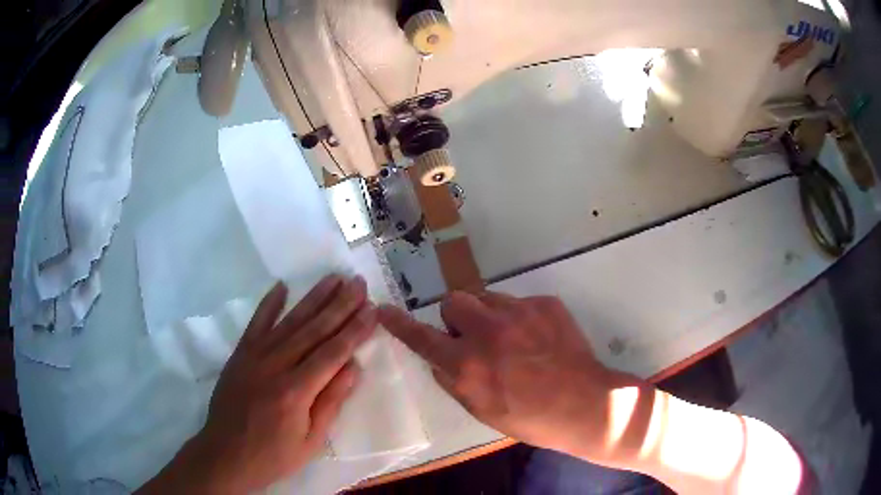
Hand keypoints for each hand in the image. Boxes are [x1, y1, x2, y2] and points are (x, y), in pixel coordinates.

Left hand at [140, 275, 376, 493]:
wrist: (226, 454)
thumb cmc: (273, 455)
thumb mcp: (311, 441)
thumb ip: (331, 402)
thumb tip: (353, 367)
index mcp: (296, 391)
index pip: (333, 353)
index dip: (355, 330)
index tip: (372, 309)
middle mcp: (275, 366)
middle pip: (313, 330)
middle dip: (339, 305)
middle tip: (358, 283)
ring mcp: (254, 356)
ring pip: (289, 321)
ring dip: (313, 298)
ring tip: (334, 278)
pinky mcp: (240, 354)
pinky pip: (256, 323)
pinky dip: (269, 303)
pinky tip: (282, 286)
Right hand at [378, 291, 638, 460]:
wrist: (585, 404)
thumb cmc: (531, 418)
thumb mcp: (481, 411)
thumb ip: (453, 381)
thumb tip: (438, 359)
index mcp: (467, 364)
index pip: (421, 337)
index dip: (399, 324)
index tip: (385, 310)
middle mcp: (488, 331)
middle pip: (453, 300)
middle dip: (457, 317)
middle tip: (473, 337)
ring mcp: (519, 312)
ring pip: (486, 297)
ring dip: (487, 315)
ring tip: (509, 339)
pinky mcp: (544, 302)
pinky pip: (518, 302)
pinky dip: (518, 317)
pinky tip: (537, 339)